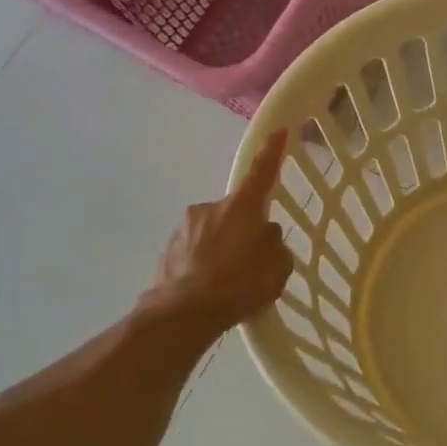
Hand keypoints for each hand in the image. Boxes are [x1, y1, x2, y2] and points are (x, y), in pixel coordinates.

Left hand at [151, 130, 294, 331]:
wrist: (180, 315)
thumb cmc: (238, 286)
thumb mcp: (277, 268)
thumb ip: (274, 245)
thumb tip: (264, 235)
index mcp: (241, 208)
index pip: (261, 172)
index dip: (272, 151)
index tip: (279, 130)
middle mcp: (210, 208)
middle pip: (237, 212)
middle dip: (244, 229)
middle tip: (252, 262)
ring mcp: (184, 227)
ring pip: (214, 231)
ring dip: (223, 248)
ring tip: (228, 282)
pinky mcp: (167, 249)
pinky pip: (195, 250)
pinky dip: (204, 263)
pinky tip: (209, 288)